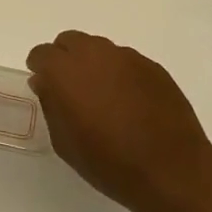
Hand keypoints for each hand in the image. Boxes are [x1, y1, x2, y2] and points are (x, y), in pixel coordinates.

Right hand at [26, 31, 211, 211]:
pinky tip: (129, 101)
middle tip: (71, 88)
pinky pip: (125, 61)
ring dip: (93, 64)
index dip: (40, 68)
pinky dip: (119, 74)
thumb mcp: (65, 143)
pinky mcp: (152, 66)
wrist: (171, 170)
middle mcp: (94, 54)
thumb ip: (51, 105)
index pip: (42, 54)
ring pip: (99, 48)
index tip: (44, 86)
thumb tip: (46, 83)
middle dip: (65, 58)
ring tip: (102, 96)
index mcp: (65, 71)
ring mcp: (126, 57)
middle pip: (70, 41)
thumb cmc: (109, 163)